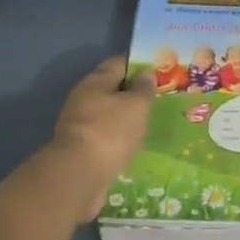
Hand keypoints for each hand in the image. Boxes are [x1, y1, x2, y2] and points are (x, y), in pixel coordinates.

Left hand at [46, 57, 153, 222]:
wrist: (79, 176)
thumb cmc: (110, 131)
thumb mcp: (136, 105)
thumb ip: (143, 88)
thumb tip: (145, 73)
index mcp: (95, 81)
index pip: (119, 63)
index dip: (139, 64)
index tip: (159, 70)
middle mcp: (84, 99)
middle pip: (113, 89)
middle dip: (134, 93)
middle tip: (160, 97)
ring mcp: (81, 126)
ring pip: (110, 115)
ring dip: (127, 118)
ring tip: (151, 122)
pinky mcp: (82, 151)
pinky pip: (106, 137)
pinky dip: (120, 139)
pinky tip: (136, 144)